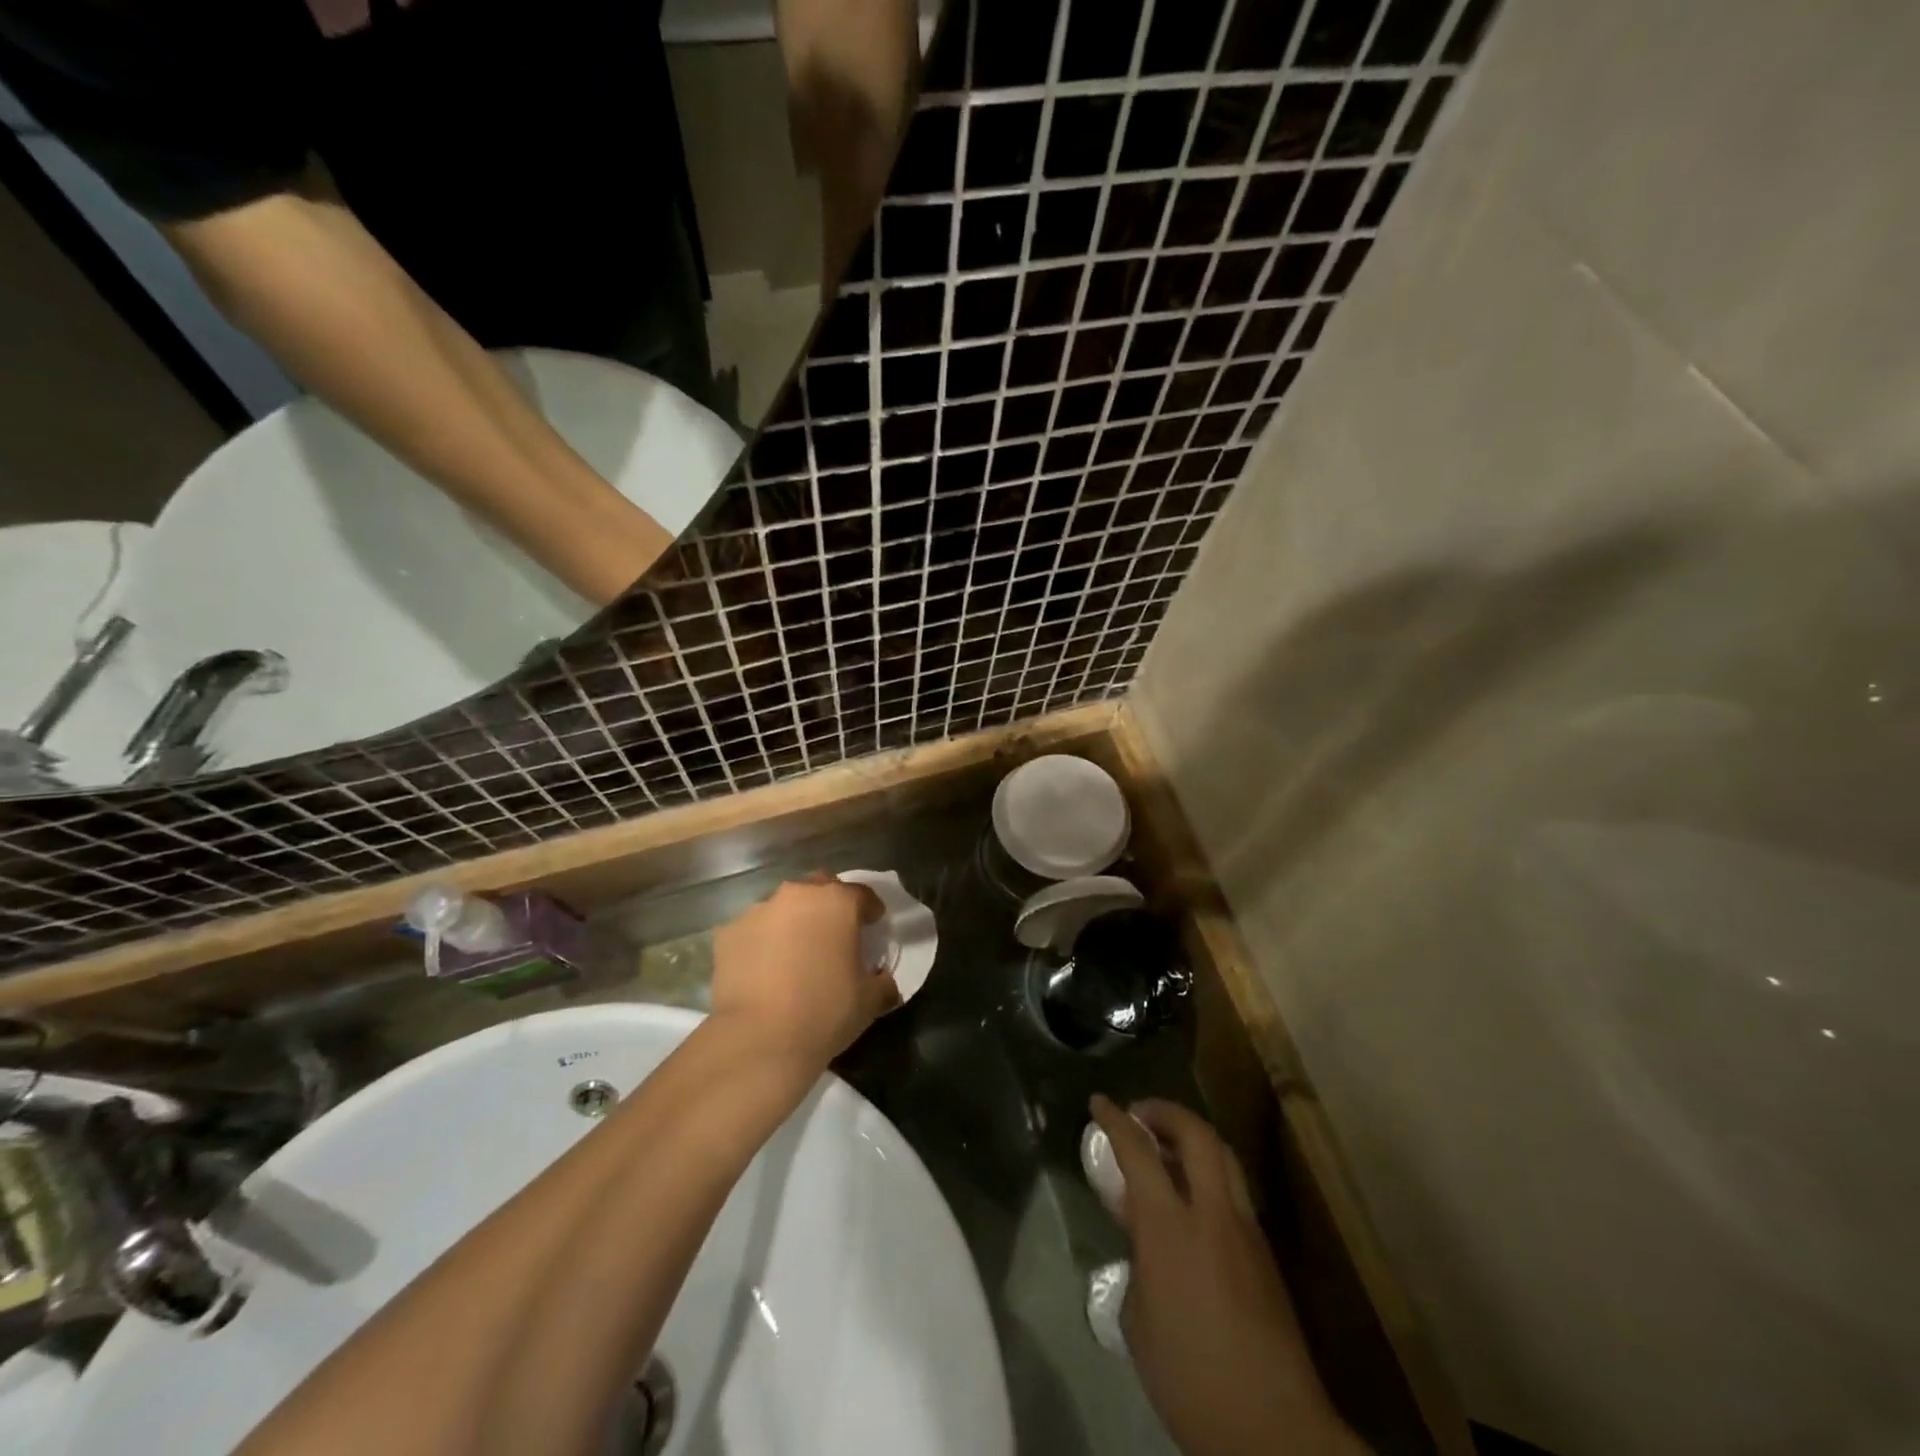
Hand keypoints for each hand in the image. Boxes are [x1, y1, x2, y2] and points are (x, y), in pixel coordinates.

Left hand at [710, 876, 899, 1073]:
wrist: (759, 1039)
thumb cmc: (825, 1011)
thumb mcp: (870, 1001)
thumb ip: (883, 983)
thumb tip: (884, 982)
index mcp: (837, 902)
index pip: (862, 894)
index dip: (870, 911)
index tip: (873, 927)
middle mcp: (797, 895)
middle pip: (819, 889)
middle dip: (828, 907)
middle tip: (833, 936)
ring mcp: (758, 910)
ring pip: (783, 908)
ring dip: (793, 923)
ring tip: (794, 956)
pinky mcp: (727, 933)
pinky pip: (753, 931)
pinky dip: (762, 942)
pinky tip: (764, 970)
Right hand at [1091, 1096, 1363, 1455]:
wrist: (1273, 1431)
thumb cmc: (1189, 1379)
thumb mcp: (1139, 1320)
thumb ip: (1137, 1260)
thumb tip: (1140, 1236)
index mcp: (1169, 1229)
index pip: (1139, 1152)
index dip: (1115, 1120)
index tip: (1098, 1102)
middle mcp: (1212, 1215)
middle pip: (1196, 1134)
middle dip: (1165, 1111)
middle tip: (1140, 1114)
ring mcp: (1245, 1230)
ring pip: (1224, 1156)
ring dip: (1193, 1137)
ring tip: (1168, 1147)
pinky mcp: (1265, 1253)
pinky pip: (1235, 1190)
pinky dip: (1210, 1174)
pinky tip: (1194, 1199)